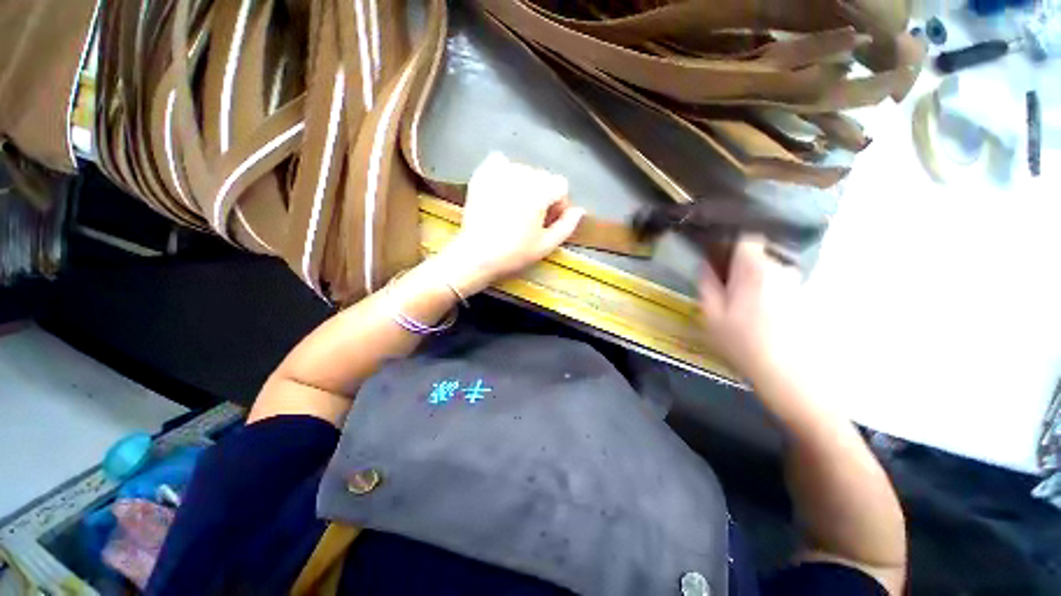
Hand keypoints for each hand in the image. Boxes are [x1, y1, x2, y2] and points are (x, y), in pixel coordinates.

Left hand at [441, 152, 584, 292]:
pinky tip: (502, 188)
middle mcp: (522, 175)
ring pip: (523, 170)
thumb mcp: (546, 245)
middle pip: (543, 176)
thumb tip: (579, 210)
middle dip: (543, 194)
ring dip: (525, 185)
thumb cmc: (514, 253)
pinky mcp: (481, 175)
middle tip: (532, 217)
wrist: (476, 255)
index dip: (559, 203)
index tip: (550, 220)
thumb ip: (567, 226)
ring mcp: (500, 173)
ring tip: (516, 206)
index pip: (561, 185)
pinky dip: (503, 171)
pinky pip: (499, 162)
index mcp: (540, 192)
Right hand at [699, 235, 802, 379]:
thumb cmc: (743, 345)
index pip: (747, 238)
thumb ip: (707, 285)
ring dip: (755, 281)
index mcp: (754, 270)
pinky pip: (781, 286)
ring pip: (769, 271)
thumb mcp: (712, 316)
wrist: (791, 377)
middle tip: (725, 290)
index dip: (730, 244)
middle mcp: (780, 270)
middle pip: (758, 255)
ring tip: (743, 307)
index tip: (717, 258)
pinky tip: (761, 317)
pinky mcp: (806, 300)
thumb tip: (704, 265)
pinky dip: (769, 292)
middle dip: (740, 267)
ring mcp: (797, 285)